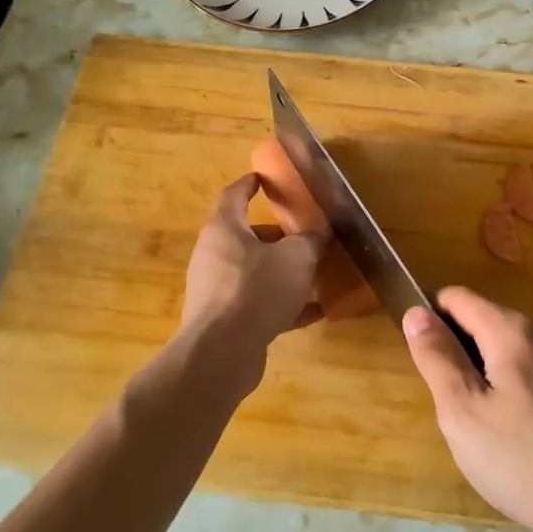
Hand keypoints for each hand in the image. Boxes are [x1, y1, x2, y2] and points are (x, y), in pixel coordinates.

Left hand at [180, 174, 326, 372]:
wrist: (223, 352)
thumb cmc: (258, 289)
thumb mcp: (296, 257)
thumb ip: (311, 241)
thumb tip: (319, 233)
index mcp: (224, 229)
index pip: (234, 195)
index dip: (250, 185)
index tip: (263, 179)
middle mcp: (213, 255)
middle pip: (244, 237)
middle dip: (275, 237)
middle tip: (302, 238)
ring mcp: (216, 290)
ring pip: (252, 273)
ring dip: (280, 273)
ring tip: (312, 277)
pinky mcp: (223, 322)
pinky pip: (256, 305)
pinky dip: (281, 305)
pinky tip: (312, 313)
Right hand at [402, 288, 532, 531]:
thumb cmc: (525, 463)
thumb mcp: (463, 413)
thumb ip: (437, 358)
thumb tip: (416, 312)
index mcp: (513, 331)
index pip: (458, 298)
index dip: (430, 319)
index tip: (424, 363)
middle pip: (485, 323)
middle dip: (459, 354)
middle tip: (453, 409)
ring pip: (509, 352)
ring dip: (486, 377)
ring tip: (484, 432)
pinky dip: (513, 393)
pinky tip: (517, 442)